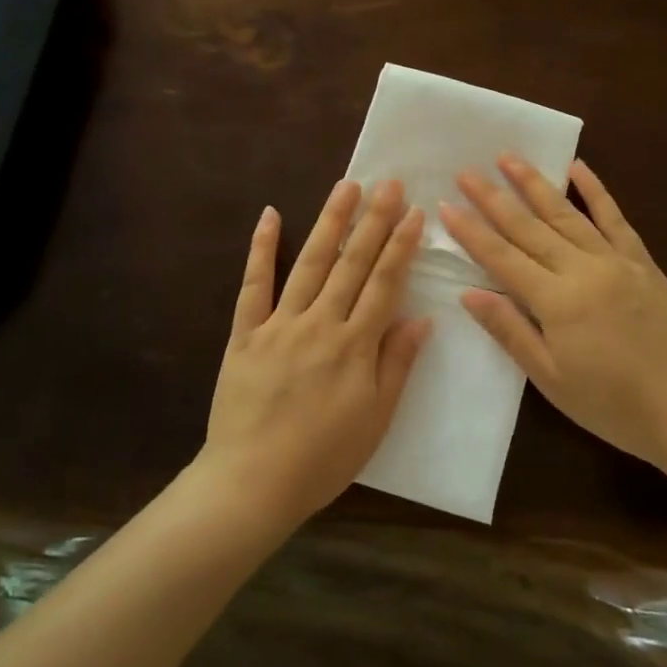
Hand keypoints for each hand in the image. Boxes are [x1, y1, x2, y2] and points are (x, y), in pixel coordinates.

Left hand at [201, 180, 430, 527]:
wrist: (252, 483)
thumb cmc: (322, 459)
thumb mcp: (375, 420)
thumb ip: (396, 365)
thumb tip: (420, 319)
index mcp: (354, 347)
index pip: (384, 285)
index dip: (401, 247)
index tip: (414, 213)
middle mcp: (319, 325)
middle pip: (351, 265)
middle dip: (373, 222)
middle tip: (388, 183)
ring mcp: (279, 325)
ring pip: (310, 264)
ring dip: (330, 223)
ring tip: (346, 187)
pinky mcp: (245, 334)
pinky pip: (253, 285)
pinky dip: (262, 249)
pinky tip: (270, 216)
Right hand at [439, 156, 666, 473]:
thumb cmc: (611, 404)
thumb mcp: (550, 378)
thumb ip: (510, 331)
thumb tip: (469, 293)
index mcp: (557, 301)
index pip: (502, 258)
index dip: (471, 231)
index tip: (446, 205)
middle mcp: (583, 270)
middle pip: (529, 227)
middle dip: (494, 198)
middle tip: (466, 171)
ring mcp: (616, 261)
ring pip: (567, 214)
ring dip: (535, 183)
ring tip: (509, 157)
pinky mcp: (642, 262)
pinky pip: (615, 218)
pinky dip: (596, 191)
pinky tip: (578, 167)